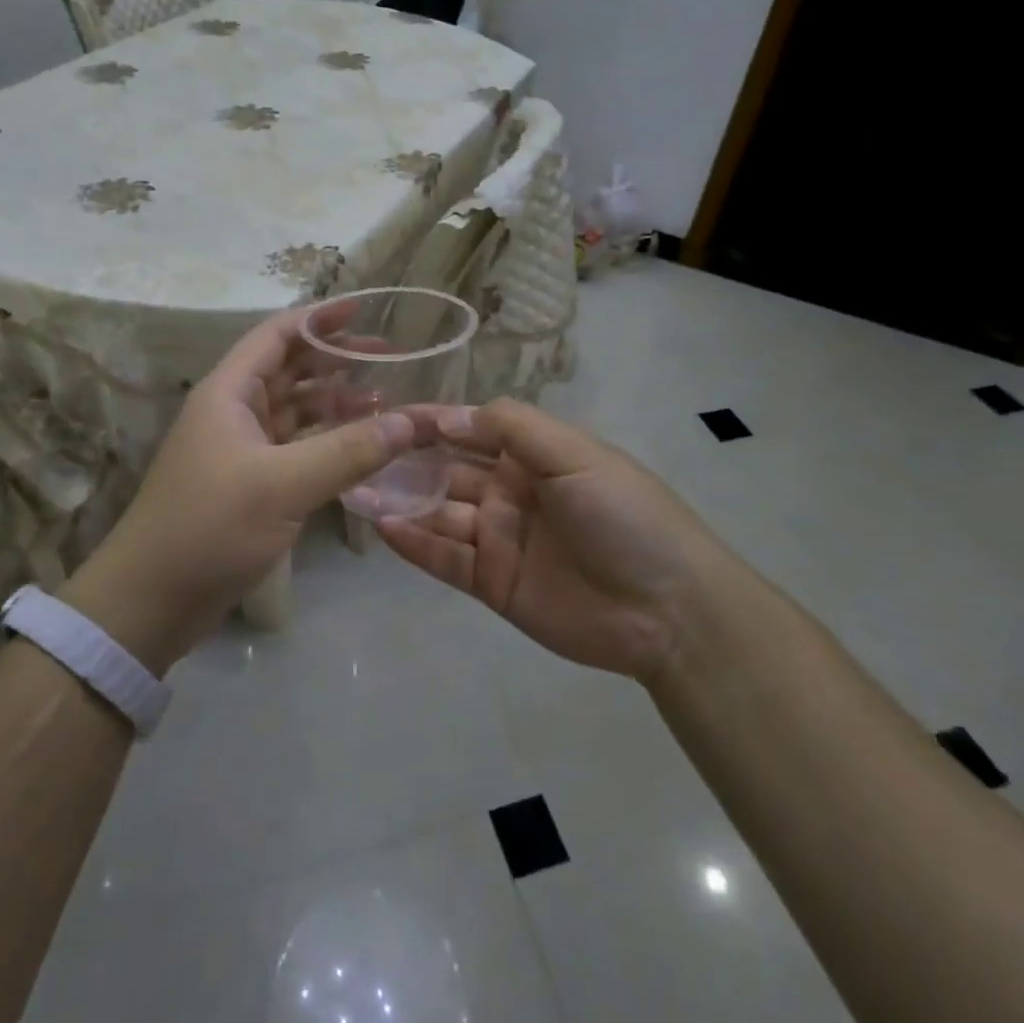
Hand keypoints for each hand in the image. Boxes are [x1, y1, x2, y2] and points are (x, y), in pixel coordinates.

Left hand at [61, 302, 423, 673]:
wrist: (151, 600)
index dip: (319, 317)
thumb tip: (410, 421)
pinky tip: (361, 446)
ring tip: (385, 400)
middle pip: (290, 368)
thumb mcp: (283, 484)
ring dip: (336, 402)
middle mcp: (234, 410)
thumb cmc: (210, 526)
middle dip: (337, 359)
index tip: (364, 309)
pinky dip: (327, 441)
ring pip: (295, 409)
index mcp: (230, 392)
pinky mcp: (249, 482)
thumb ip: (349, 450)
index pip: (277, 335)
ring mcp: (241, 448)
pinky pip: (296, 446)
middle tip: (390, 357)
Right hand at [376, 399, 715, 684]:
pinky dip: (414, 543)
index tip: (384, 413)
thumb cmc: (623, 514)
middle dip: (404, 461)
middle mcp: (509, 492)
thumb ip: (510, 428)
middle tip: (355, 451)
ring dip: (400, 500)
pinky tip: (382, 526)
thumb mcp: (574, 454)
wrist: (668, 609)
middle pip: (446, 471)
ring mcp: (498, 539)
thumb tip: (446, 415)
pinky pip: (445, 558)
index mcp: (531, 456)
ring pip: (438, 513)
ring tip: (355, 488)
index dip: (429, 421)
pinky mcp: (492, 583)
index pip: (469, 430)